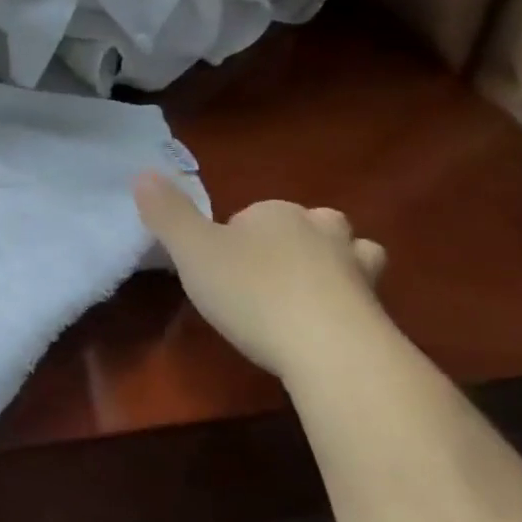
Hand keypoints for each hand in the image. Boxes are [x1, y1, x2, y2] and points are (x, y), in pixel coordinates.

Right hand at [133, 172, 388, 377]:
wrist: (330, 348)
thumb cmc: (252, 291)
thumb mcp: (192, 252)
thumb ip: (167, 214)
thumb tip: (143, 173)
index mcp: (276, 213)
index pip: (252, 214)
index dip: (233, 237)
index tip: (217, 269)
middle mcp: (322, 230)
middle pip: (307, 225)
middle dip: (292, 242)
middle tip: (263, 276)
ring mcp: (358, 268)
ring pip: (350, 252)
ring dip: (333, 264)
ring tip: (307, 291)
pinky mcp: (378, 309)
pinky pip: (363, 295)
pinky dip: (349, 302)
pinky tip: (329, 323)